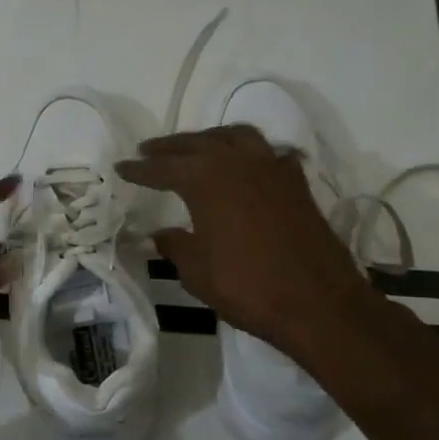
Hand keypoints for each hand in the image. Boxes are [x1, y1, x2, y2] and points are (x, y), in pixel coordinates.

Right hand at [118, 126, 370, 356]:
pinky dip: (250, 154)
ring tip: (196, 148)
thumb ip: (176, 246)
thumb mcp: (197, 271)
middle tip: (149, 150)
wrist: (317, 302)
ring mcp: (272, 168)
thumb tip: (161, 234)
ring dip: (210, 139)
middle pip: (197, 144)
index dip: (140, 169)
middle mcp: (238, 162)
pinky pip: (269, 154)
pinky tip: (246, 167)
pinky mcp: (297, 183)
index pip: (163, 167)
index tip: (121, 167)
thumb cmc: (247, 286)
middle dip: (170, 147)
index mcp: (206, 180)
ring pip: (236, 137)